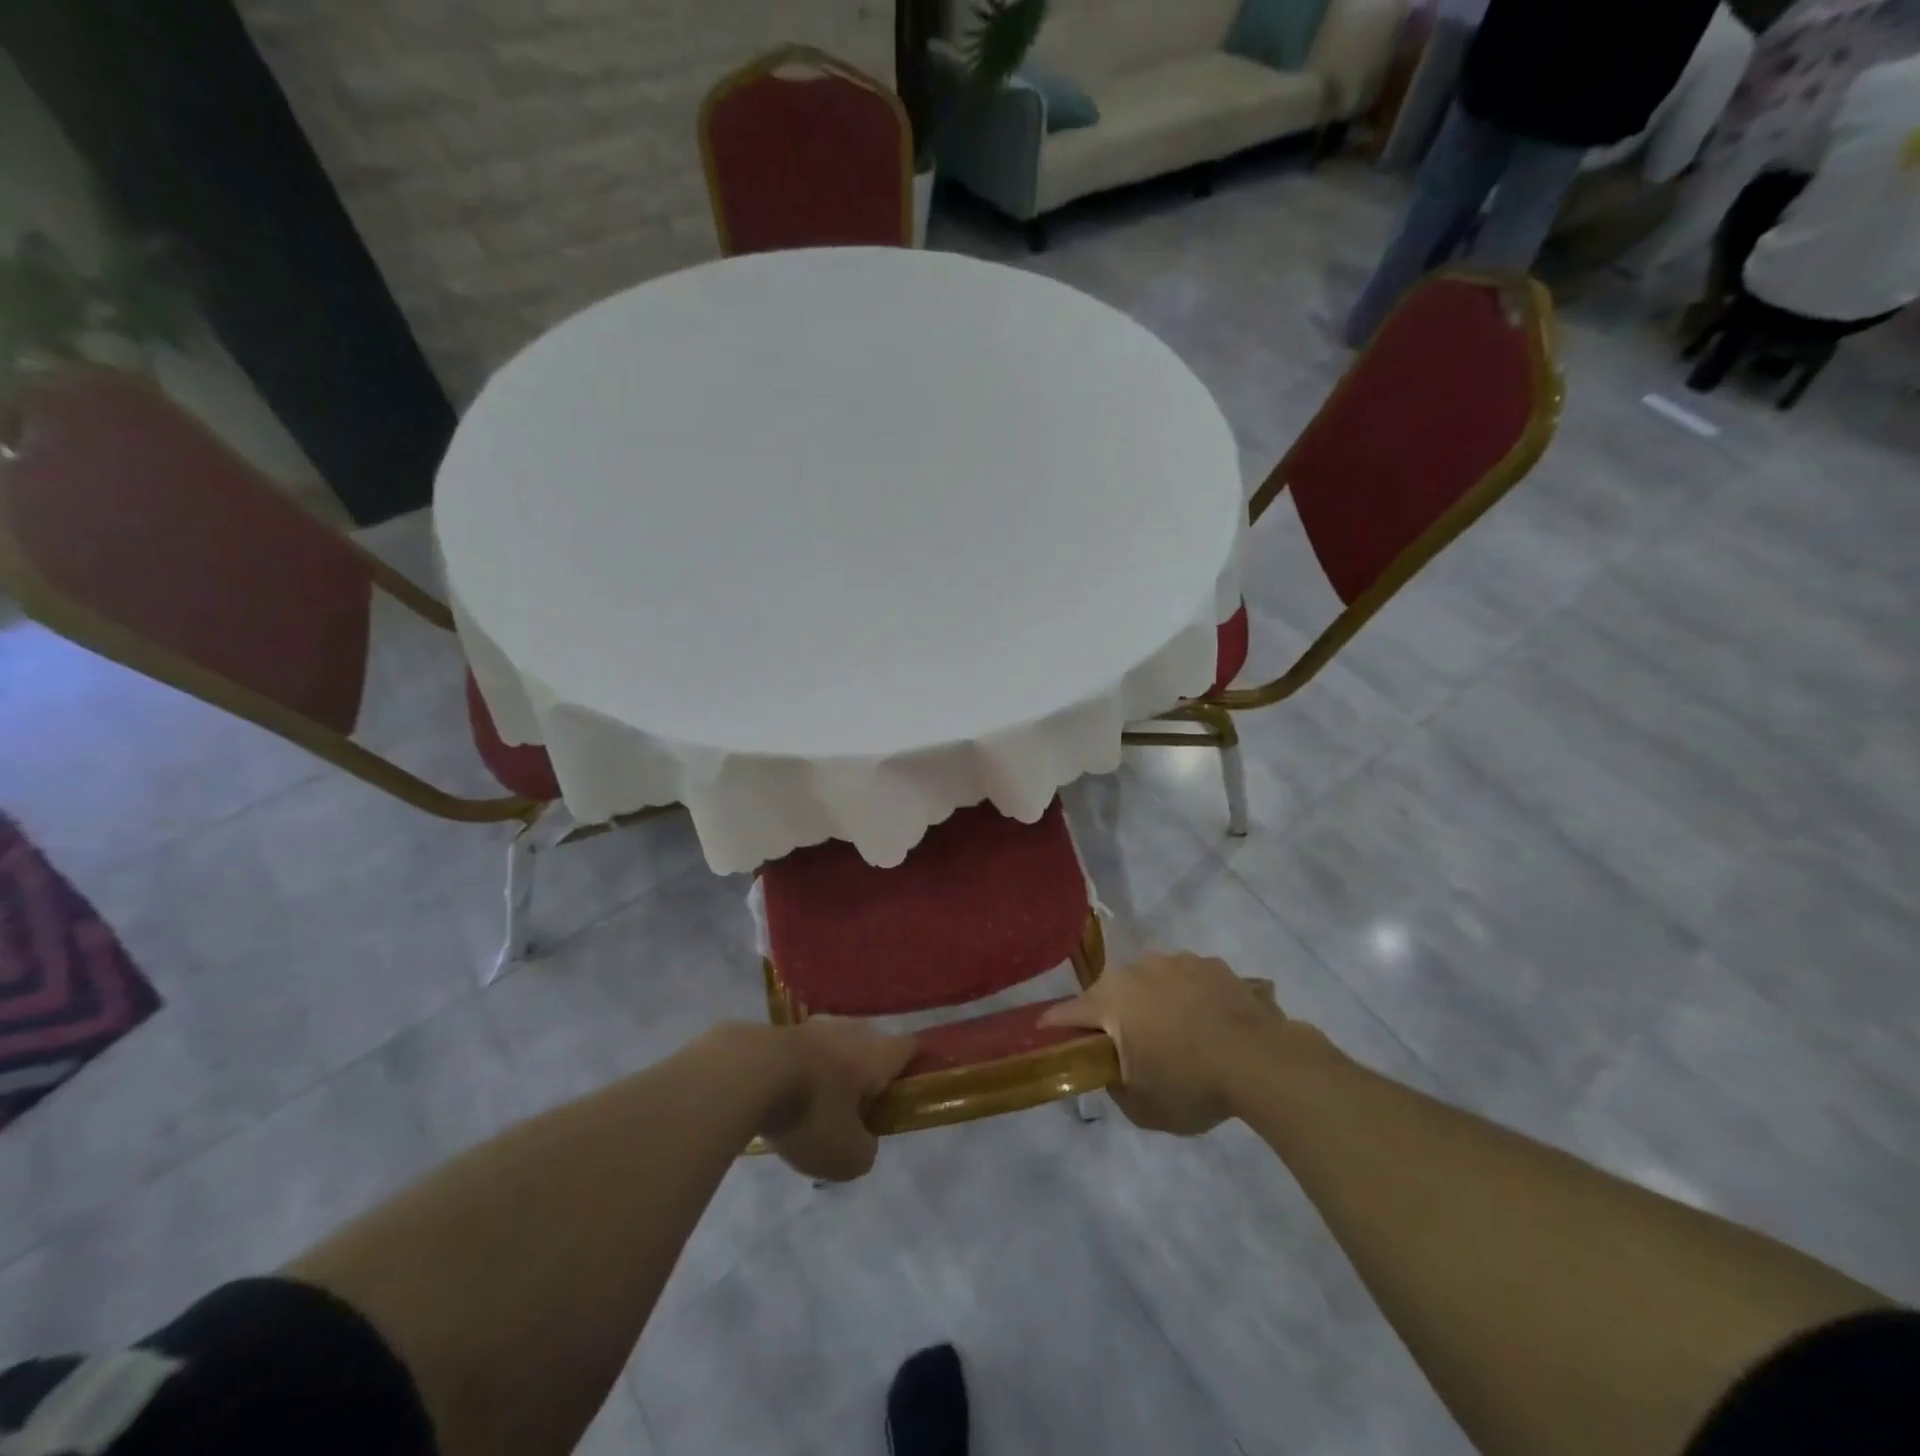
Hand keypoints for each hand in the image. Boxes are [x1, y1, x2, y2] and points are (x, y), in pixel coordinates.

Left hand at [759, 1019, 918, 1180]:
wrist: (747, 1073)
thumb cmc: (811, 1112)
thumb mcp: (847, 1156)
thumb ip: (865, 1151)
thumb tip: (862, 1141)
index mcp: (879, 1053)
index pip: (912, 1047)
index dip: (917, 1065)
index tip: (912, 1087)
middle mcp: (853, 1030)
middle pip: (873, 1047)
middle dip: (869, 1074)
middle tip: (858, 1110)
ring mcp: (815, 1025)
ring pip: (836, 1047)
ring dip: (832, 1071)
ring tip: (817, 1106)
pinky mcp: (781, 1029)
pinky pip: (803, 1052)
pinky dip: (801, 1070)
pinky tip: (784, 1096)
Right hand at [1041, 952, 1295, 1134]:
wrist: (1261, 1060)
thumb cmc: (1192, 1084)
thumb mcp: (1143, 1107)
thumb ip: (1114, 1086)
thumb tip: (1110, 1071)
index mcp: (1110, 1000)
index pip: (1066, 1013)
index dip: (1053, 1027)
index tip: (1046, 1036)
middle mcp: (1136, 969)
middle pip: (1109, 992)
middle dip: (1109, 1015)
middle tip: (1123, 1045)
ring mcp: (1175, 961)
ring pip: (1148, 980)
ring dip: (1149, 1001)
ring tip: (1171, 1032)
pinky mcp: (1209, 962)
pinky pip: (1184, 978)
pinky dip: (1185, 995)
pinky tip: (1203, 1021)